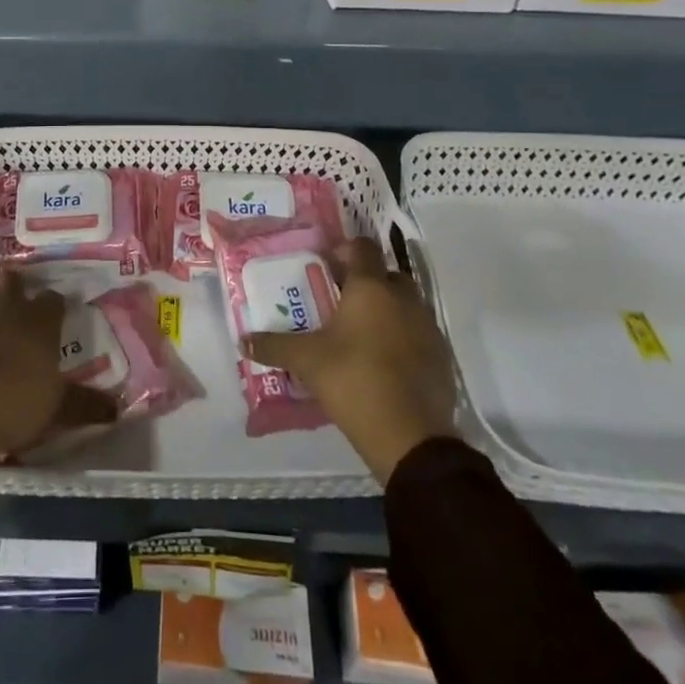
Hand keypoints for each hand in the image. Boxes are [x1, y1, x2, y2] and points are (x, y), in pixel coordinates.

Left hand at [0, 270, 117, 458]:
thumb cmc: (9, 405)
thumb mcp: (54, 411)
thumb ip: (86, 405)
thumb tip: (118, 408)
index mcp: (41, 321)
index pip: (55, 301)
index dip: (54, 309)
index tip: (54, 321)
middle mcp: (8, 304)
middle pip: (15, 284)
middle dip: (16, 293)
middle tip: (15, 314)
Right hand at [245, 237, 459, 484]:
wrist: (410, 436)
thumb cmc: (353, 381)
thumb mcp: (307, 361)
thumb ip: (274, 346)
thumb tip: (243, 341)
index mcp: (371, 287)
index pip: (362, 247)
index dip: (344, 251)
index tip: (326, 268)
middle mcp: (403, 298)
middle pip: (386, 274)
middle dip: (366, 282)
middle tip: (340, 303)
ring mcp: (427, 326)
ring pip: (405, 304)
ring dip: (386, 310)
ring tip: (360, 335)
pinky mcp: (441, 356)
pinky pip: (418, 333)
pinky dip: (403, 338)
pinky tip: (384, 363)